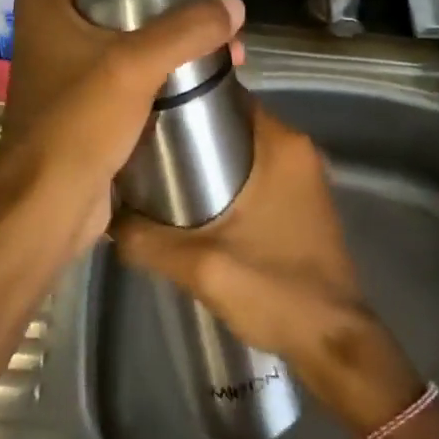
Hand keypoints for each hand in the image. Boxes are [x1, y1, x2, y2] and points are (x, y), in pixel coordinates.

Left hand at [0, 0, 244, 259]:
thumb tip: (235, 4)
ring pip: (133, 28)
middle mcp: (54, 21)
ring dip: (179, 33)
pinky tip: (200, 75)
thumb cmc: (79, 124)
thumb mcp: (134, 66)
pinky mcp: (84, 95)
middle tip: (218, 13)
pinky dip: (166, 62)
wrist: (45, 205)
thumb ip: (187, 29)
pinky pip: (131, 63)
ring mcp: (67, 60)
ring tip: (224, 49)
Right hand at [110, 105, 422, 435]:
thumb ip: (146, 240)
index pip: (225, 96)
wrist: (333, 342)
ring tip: (161, 175)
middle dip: (190, 132)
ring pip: (244, 148)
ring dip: (208, 157)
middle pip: (232, 122)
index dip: (185, 100)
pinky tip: (196, 202)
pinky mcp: (304, 201)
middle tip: (144, 149)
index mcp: (280, 144)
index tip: (147, 114)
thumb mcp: (199, 265)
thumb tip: (106, 219)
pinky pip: (259, 171)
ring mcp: (305, 176)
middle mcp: (297, 149)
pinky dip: (230, 177)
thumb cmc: (273, 289)